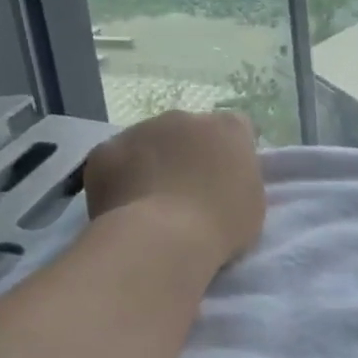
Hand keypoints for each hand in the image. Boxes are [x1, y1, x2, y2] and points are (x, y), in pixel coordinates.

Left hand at [83, 111, 265, 264]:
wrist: (161, 239)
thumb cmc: (220, 225)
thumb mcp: (253, 202)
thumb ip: (241, 178)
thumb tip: (225, 176)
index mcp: (228, 129)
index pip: (236, 129)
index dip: (231, 153)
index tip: (227, 179)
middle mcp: (184, 118)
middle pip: (189, 131)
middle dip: (188, 154)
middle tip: (188, 192)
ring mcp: (140, 130)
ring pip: (149, 142)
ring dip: (152, 163)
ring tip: (152, 203)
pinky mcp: (105, 150)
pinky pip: (116, 160)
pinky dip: (120, 177)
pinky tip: (124, 206)